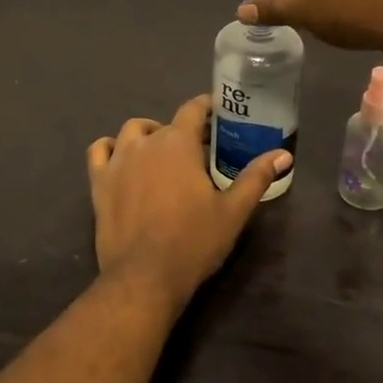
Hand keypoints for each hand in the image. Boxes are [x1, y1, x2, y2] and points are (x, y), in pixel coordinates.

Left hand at [86, 95, 291, 311]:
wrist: (145, 276)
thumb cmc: (193, 241)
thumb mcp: (233, 211)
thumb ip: (256, 177)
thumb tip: (283, 154)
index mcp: (178, 143)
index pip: (192, 109)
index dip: (205, 106)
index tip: (216, 111)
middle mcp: (145, 142)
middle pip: (165, 125)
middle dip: (182, 132)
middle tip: (197, 152)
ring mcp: (118, 160)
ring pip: (131, 132)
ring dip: (147, 135)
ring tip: (160, 154)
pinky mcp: (99, 181)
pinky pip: (99, 151)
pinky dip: (110, 148)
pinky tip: (121, 160)